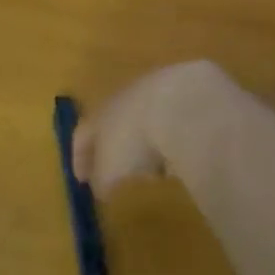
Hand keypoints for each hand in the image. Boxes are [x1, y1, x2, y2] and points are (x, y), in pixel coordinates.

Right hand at [71, 59, 237, 196]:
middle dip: (118, 145)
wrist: (185, 104)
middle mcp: (129, 94)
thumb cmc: (136, 139)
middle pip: (118, 120)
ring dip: (150, 141)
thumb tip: (100, 186)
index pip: (84, 131)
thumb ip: (101, 179)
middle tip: (121, 172)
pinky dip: (176, 137)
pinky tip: (184, 156)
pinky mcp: (193, 91)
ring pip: (150, 117)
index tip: (81, 179)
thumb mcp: (110, 170)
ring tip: (157, 169)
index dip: (80, 156)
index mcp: (102, 110)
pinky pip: (178, 120)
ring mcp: (163, 88)